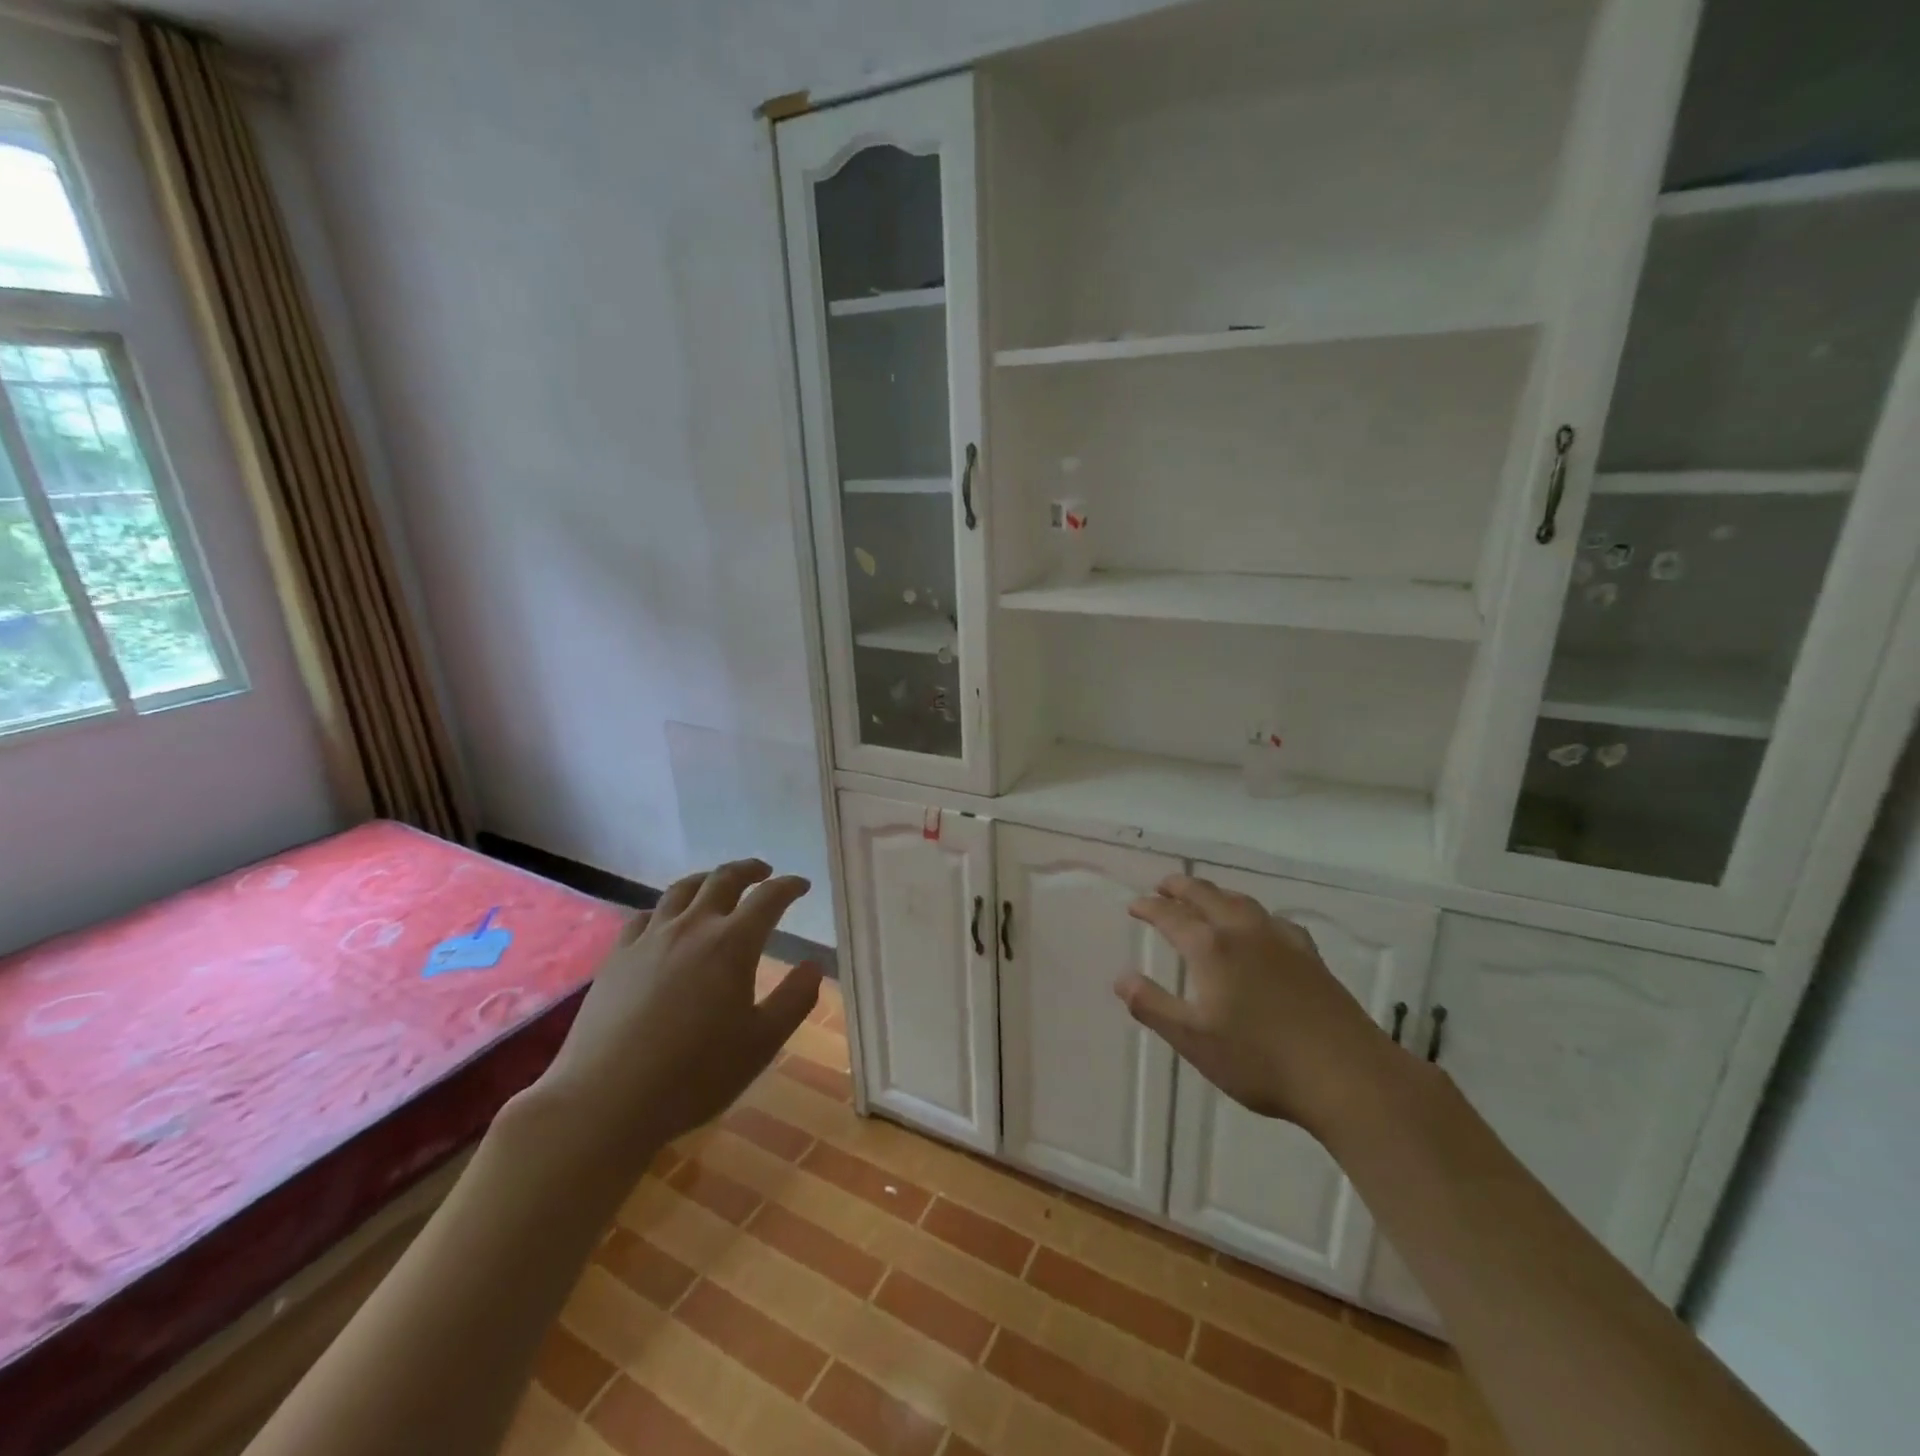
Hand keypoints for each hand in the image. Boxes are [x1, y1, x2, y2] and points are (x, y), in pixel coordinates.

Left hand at [526, 859, 821, 1177]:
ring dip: (706, 880)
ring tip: (716, 884)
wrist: (606, 1099)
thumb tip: (813, 966)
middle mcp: (692, 928)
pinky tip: (663, 920)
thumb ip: (794, 1000)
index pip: (768, 898)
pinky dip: (663, 909)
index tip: (801, 885)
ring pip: (681, 891)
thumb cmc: (695, 1075)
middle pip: (723, 880)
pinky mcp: (617, 957)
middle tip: (763, 871)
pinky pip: (643, 916)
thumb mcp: (762, 1043)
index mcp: (733, 944)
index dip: (789, 887)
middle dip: (748, 870)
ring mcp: (649, 939)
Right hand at [1116, 874, 1398, 1135]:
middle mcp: (1243, 932)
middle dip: (1181, 887)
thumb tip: (1120, 977)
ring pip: (1241, 901)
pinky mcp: (1309, 956)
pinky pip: (1272, 919)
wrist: (1348, 1076)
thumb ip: (1152, 1006)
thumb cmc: (1260, 1061)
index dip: (1149, 907)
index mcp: (1211, 948)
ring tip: (1204, 896)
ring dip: (1215, 893)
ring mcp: (1281, 941)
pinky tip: (1260, 927)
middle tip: (1163, 885)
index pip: (1171, 916)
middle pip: (1207, 896)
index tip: (1134, 905)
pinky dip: (1253, 913)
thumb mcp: (1193, 1040)